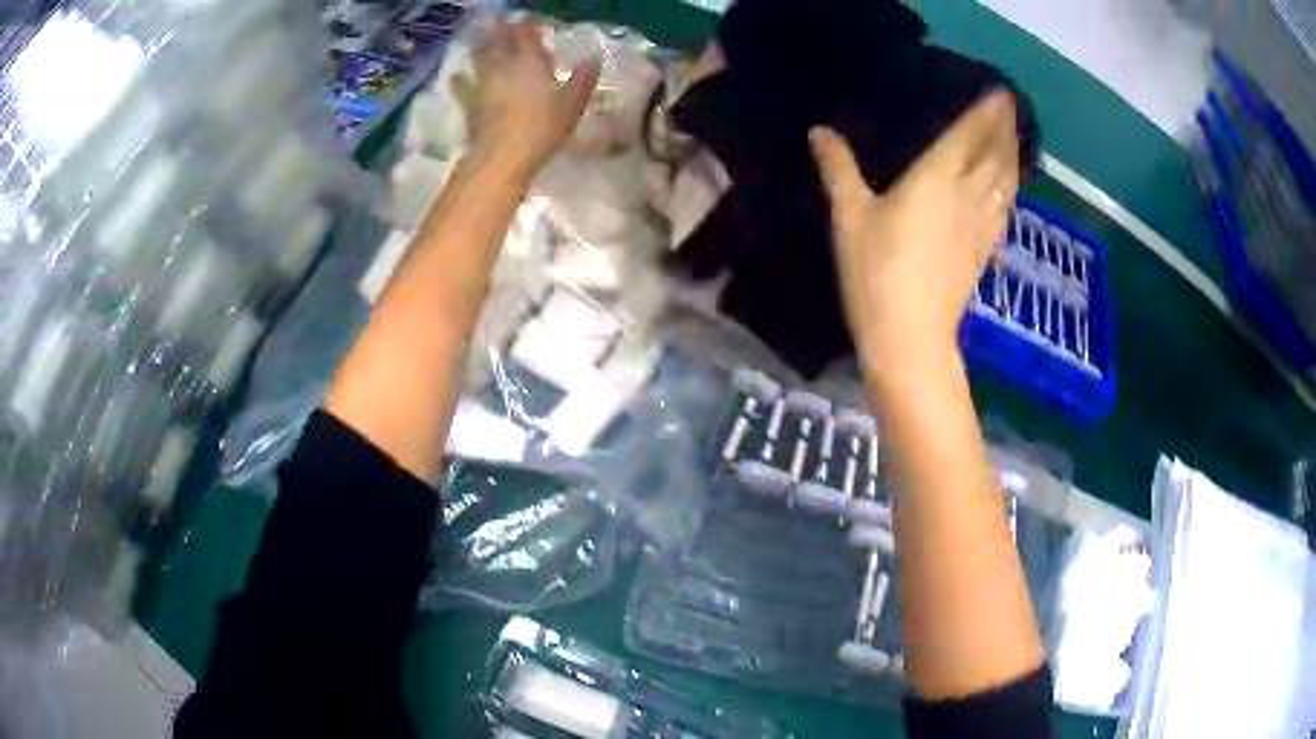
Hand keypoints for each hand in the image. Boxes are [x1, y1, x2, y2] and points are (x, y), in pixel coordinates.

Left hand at [465, 20, 600, 177]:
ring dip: (480, 45)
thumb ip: (583, 79)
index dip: (528, 25)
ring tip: (479, 37)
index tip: (530, 20)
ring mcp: (483, 83)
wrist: (502, 156)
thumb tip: (595, 58)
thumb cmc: (542, 128)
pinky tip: (456, 75)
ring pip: (480, 56)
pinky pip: (462, 85)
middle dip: (500, 29)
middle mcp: (504, 66)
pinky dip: (459, 78)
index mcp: (531, 62)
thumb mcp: (573, 104)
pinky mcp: (469, 103)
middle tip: (498, 20)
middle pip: (499, 41)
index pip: (528, 35)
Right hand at [809, 92, 1019, 378]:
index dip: (986, 112)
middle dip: (1005, 129)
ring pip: (1005, 182)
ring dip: (1012, 157)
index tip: (1001, 92)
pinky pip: (1003, 210)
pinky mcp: (984, 252)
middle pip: (995, 155)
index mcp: (937, 177)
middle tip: (1012, 108)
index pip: (969, 134)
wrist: (911, 337)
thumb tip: (819, 131)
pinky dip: (1009, 191)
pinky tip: (1008, 190)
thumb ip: (838, 169)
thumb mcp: (849, 217)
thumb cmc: (877, 272)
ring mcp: (980, 226)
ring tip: (1015, 140)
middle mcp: (967, 195)